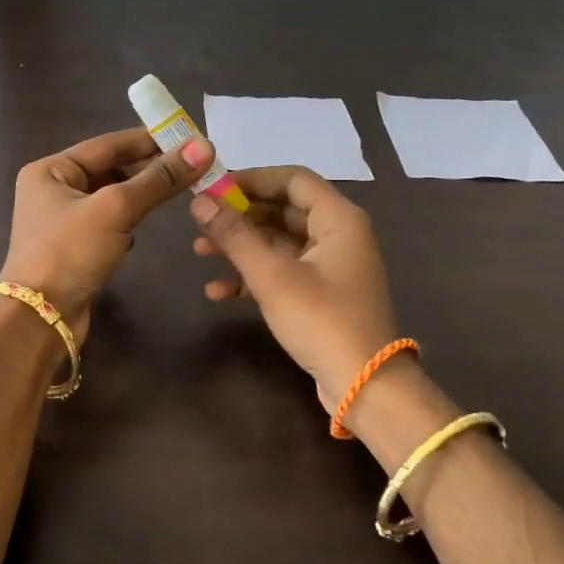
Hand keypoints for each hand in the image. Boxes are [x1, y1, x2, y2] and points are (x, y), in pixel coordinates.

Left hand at [0, 129, 214, 339]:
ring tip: (175, 193)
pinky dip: (127, 223)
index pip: (107, 144)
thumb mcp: (115, 208)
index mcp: (50, 170)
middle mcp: (52, 190)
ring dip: (139, 196)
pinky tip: (140, 231)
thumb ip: (159, 179)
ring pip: (110, 198)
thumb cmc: (70, 252)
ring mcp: (62, 222)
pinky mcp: (73, 249)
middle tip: (192, 168)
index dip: (148, 140)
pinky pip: (108, 224)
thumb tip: (204, 146)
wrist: (40, 319)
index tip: (189, 138)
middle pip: (109, 169)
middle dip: (147, 169)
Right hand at [190, 167, 399, 412]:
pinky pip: (282, 271)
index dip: (251, 178)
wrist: (363, 384)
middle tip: (200, 222)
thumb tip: (200, 202)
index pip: (292, 179)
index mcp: (338, 218)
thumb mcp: (272, 275)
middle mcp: (337, 235)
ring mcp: (329, 266)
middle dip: (239, 216)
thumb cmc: (321, 319)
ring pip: (278, 242)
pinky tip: (218, 291)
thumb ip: (234, 235)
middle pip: (282, 210)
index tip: (213, 188)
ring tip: (200, 252)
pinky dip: (252, 276)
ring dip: (240, 246)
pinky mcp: (320, 294)